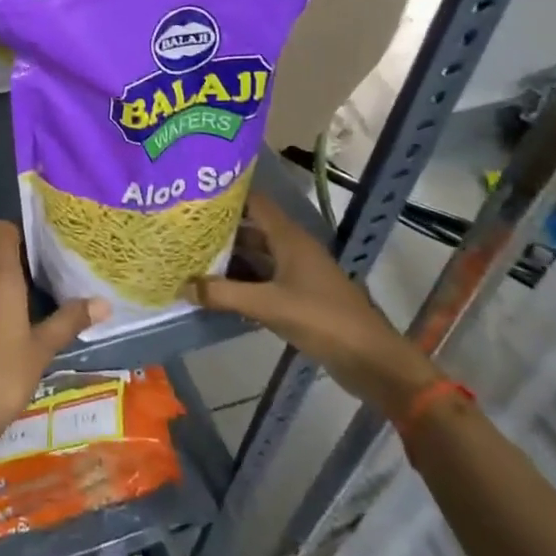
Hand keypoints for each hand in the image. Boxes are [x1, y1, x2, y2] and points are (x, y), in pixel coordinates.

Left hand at [0, 222, 106, 464]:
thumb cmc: (5, 373)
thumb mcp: (43, 347)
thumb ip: (70, 320)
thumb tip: (104, 303)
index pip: (1, 231)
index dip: (19, 230)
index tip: (43, 243)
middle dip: (19, 263)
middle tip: (51, 276)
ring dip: (7, 288)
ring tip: (38, 304)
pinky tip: (13, 331)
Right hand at [184, 189, 439, 420]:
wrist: (372, 362)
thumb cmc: (324, 321)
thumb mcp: (269, 306)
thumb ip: (225, 295)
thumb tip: (183, 285)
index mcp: (289, 238)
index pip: (254, 202)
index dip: (226, 195)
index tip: (193, 194)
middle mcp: (292, 248)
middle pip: (251, 229)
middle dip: (220, 229)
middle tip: (183, 228)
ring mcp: (297, 273)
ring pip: (256, 256)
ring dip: (229, 258)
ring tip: (191, 256)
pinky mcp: (298, 297)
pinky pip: (262, 280)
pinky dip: (241, 282)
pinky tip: (216, 289)